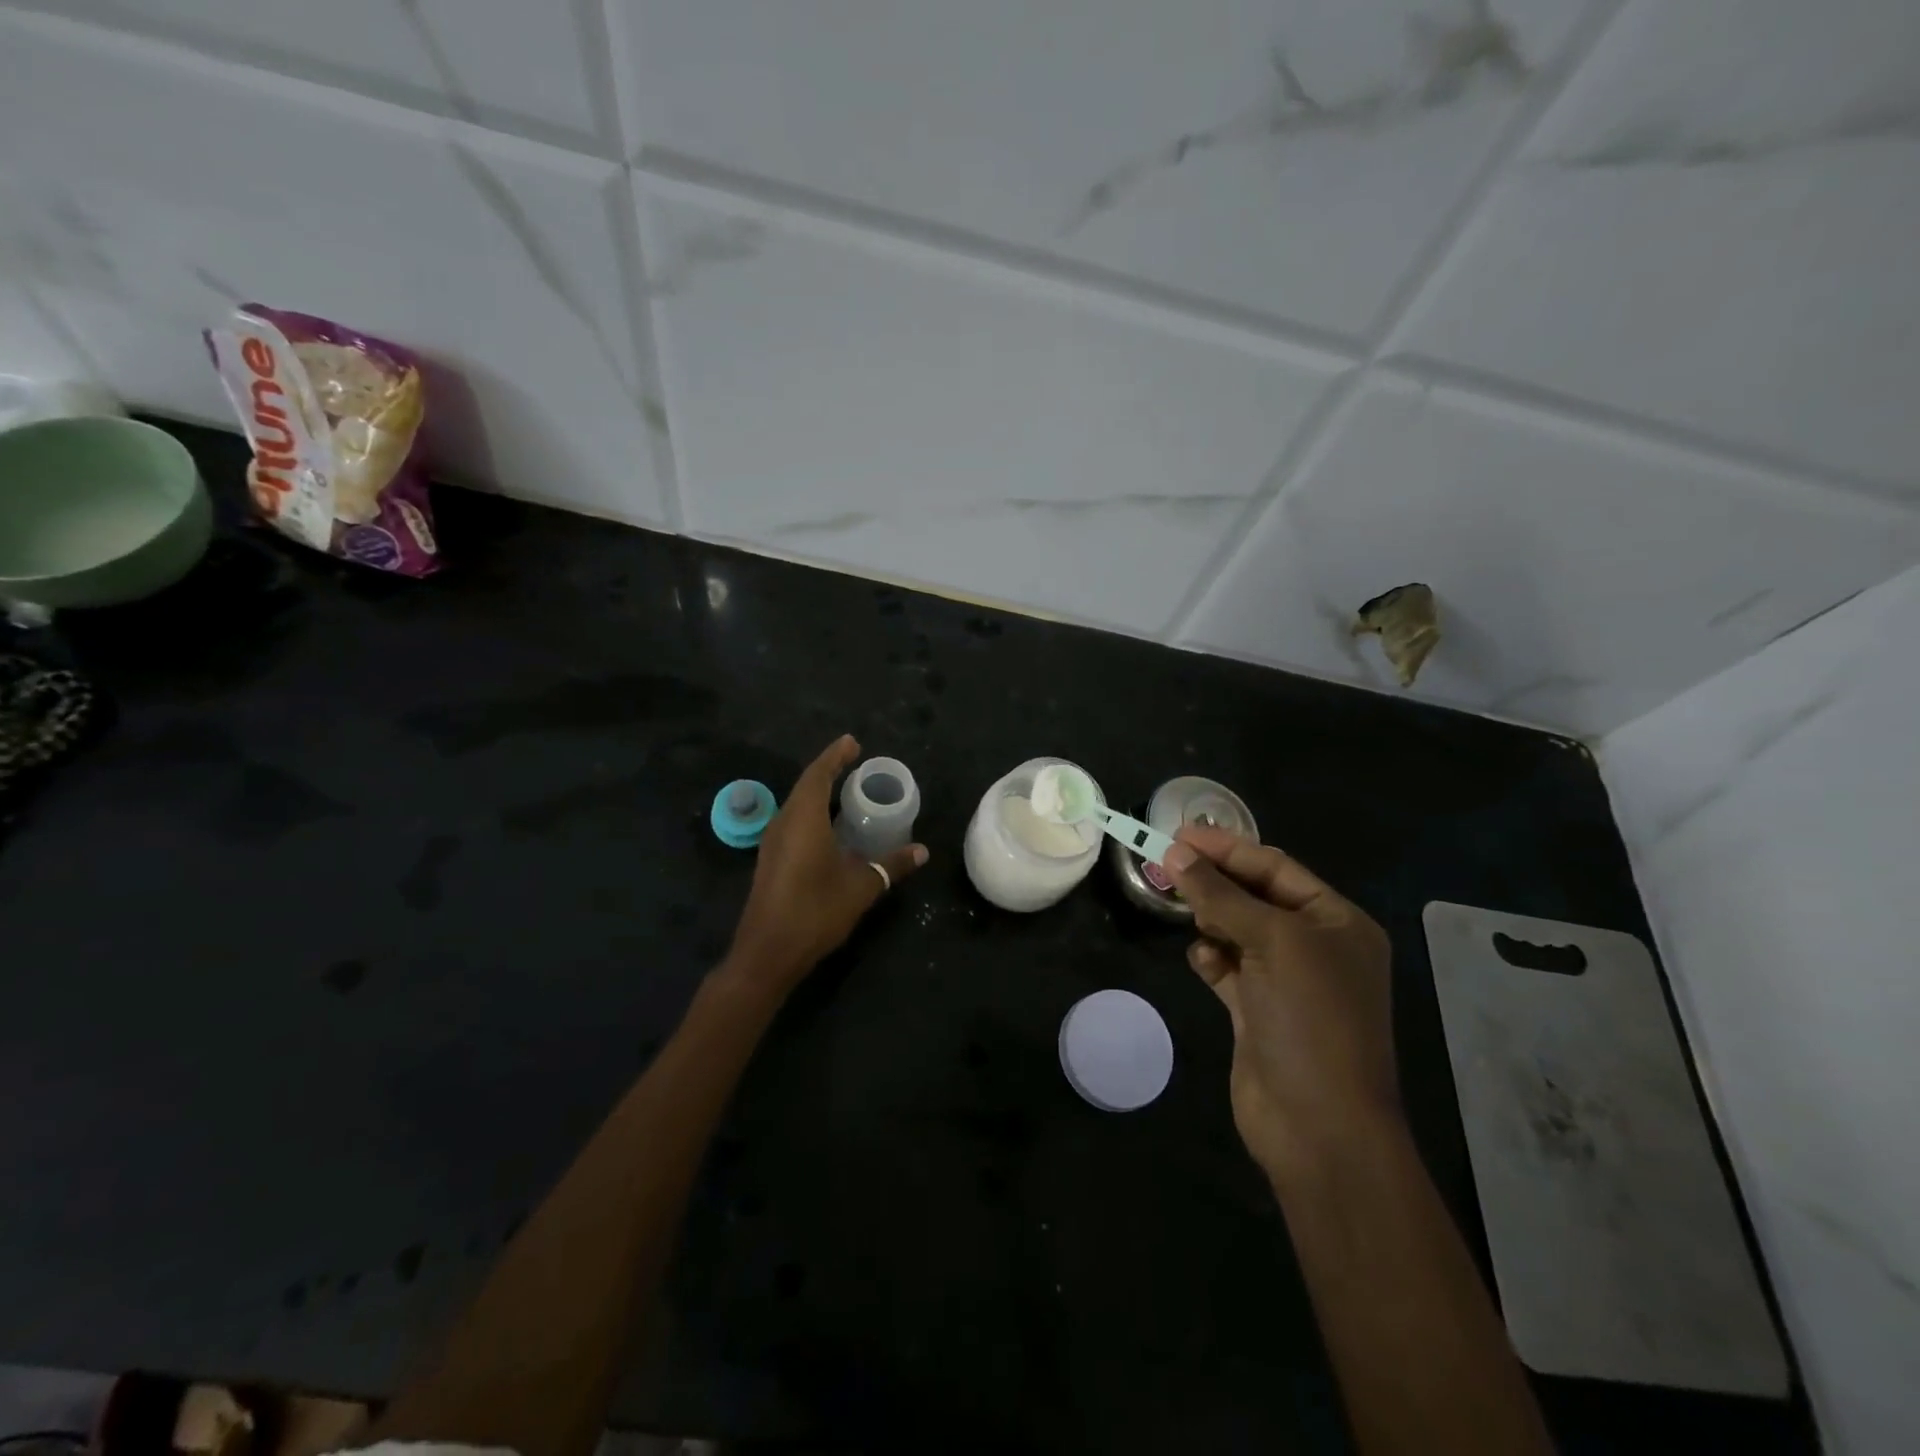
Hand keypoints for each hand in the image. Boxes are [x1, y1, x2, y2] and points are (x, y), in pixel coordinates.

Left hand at [723, 734, 928, 997]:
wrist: (767, 953)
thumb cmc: (815, 911)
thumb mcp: (861, 887)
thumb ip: (891, 866)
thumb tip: (922, 851)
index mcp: (803, 819)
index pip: (818, 774)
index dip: (835, 756)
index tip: (853, 742)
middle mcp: (783, 823)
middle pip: (805, 786)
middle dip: (829, 771)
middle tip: (854, 763)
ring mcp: (773, 843)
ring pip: (797, 805)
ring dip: (819, 793)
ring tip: (846, 790)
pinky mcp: (771, 860)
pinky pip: (793, 822)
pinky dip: (813, 813)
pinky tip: (830, 827)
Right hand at [1161, 826, 1398, 1183]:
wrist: (1319, 1127)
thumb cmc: (1309, 1020)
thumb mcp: (1270, 943)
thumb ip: (1220, 895)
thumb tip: (1176, 852)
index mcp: (1337, 922)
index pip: (1275, 867)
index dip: (1227, 848)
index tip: (1178, 833)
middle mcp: (1316, 947)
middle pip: (1254, 896)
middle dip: (1213, 881)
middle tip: (1165, 863)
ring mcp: (1287, 981)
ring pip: (1237, 931)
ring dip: (1211, 920)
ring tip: (1186, 913)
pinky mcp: (1259, 1011)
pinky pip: (1229, 968)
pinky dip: (1212, 959)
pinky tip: (1202, 962)